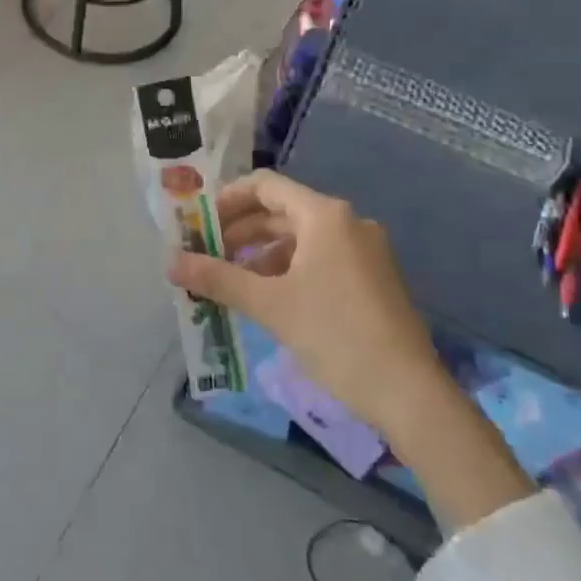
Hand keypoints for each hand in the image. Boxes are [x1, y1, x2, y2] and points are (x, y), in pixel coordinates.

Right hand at [167, 170, 449, 436]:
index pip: (265, 186)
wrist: (409, 393)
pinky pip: (320, 259)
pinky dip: (288, 269)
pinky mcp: (372, 279)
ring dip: (262, 254)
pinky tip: (269, 298)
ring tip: (231, 281)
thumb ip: (218, 278)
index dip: (227, 200)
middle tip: (206, 255)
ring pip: (300, 239)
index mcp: (325, 216)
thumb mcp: (270, 305)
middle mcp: (347, 223)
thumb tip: (170, 262)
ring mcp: (364, 251)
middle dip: (240, 231)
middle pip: (281, 212)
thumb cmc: (335, 335)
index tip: (199, 225)